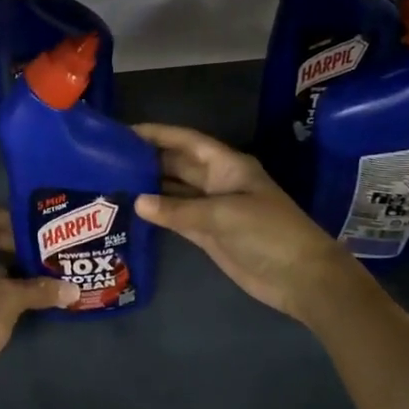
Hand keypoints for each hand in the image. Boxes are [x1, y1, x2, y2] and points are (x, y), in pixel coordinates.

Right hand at [134, 124, 365, 324]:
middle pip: (178, 165)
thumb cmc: (268, 233)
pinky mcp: (209, 234)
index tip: (125, 132)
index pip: (186, 141)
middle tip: (108, 159)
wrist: (300, 277)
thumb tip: (137, 202)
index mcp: (227, 165)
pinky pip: (178, 217)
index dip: (158, 134)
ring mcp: (212, 208)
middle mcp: (217, 181)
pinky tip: (134, 210)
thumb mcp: (223, 215)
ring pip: (175, 191)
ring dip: (150, 187)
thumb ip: (178, 210)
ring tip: (113, 182)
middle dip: (148, 160)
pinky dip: (159, 214)